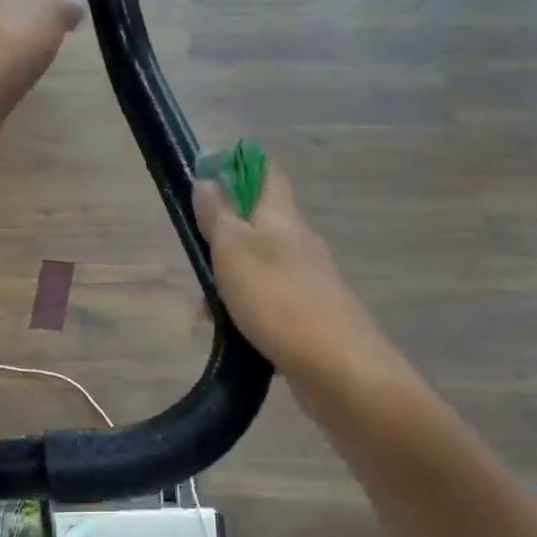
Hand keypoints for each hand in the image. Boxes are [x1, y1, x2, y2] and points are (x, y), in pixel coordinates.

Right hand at [194, 161, 384, 386]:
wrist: (339, 370)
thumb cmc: (278, 300)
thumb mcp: (234, 252)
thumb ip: (218, 216)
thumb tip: (206, 180)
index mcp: (283, 216)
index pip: (267, 171)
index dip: (238, 166)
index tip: (206, 177)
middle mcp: (300, 241)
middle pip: (260, 220)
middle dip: (225, 233)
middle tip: (196, 251)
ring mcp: (309, 280)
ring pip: (261, 264)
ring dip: (231, 276)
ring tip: (203, 305)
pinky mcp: (311, 315)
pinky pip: (270, 299)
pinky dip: (246, 308)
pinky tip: (229, 331)